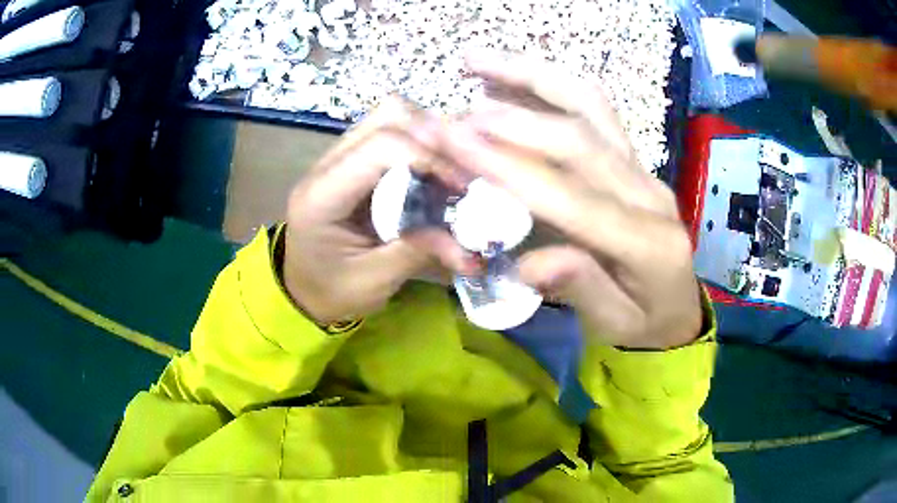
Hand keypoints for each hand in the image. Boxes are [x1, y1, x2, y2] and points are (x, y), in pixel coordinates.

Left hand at [282, 97, 473, 324]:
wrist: (302, 289)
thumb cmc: (331, 291)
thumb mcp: (374, 281)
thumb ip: (419, 252)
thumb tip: (473, 246)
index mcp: (322, 196)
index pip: (381, 146)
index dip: (430, 158)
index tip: (462, 187)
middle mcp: (326, 165)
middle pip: (386, 115)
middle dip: (434, 137)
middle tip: (461, 172)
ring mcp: (337, 157)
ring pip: (389, 116)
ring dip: (428, 136)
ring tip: (451, 170)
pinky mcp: (352, 161)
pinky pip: (390, 133)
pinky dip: (420, 144)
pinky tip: (434, 172)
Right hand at [432, 54, 702, 348]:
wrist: (679, 308)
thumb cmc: (645, 322)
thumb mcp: (615, 325)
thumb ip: (580, 290)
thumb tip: (528, 263)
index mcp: (647, 244)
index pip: (571, 196)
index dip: (510, 166)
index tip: (452, 141)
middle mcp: (649, 193)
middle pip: (578, 138)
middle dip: (507, 120)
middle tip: (448, 115)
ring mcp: (644, 167)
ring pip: (589, 104)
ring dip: (531, 76)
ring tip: (477, 61)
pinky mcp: (635, 157)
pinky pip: (595, 107)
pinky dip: (551, 84)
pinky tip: (514, 76)